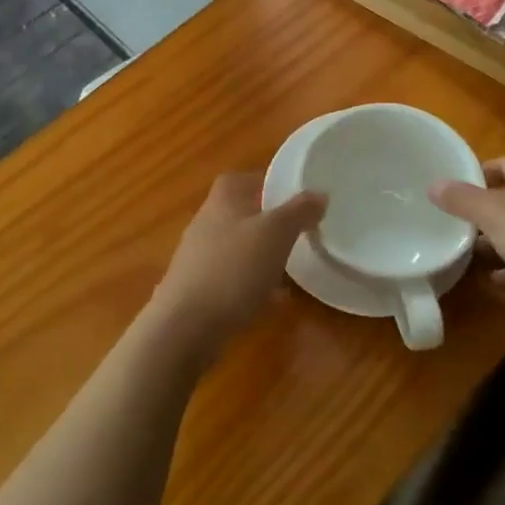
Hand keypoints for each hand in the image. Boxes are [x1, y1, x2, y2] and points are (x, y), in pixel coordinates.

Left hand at [148, 174, 325, 366]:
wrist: (185, 326)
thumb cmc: (233, 268)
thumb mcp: (276, 233)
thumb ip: (299, 211)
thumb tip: (319, 193)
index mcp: (223, 199)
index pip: (245, 178)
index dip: (269, 184)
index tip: (296, 199)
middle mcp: (207, 221)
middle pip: (242, 213)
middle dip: (270, 223)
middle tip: (299, 234)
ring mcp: (199, 256)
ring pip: (238, 246)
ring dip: (262, 255)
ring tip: (292, 268)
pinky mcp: (199, 289)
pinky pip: (233, 278)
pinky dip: (253, 284)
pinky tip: (273, 301)